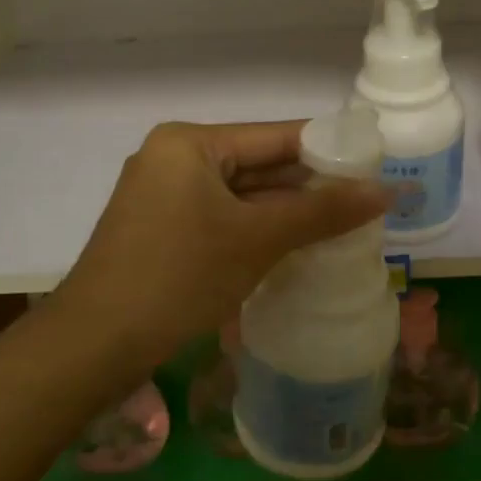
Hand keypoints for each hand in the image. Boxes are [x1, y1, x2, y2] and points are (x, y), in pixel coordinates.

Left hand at [51, 121, 388, 369]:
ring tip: (345, 225)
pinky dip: (257, 231)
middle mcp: (174, 159)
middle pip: (259, 165)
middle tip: (367, 202)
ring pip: (241, 196)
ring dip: (286, 213)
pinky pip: (222, 219)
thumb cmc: (178, 276)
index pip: (275, 136)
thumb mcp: (257, 239)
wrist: (94, 345)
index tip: (375, 164)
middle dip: (309, 187)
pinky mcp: (162, 230)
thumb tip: (386, 191)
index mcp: (190, 143)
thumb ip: (322, 212)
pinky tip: (298, 247)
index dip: (328, 150)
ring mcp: (164, 196)